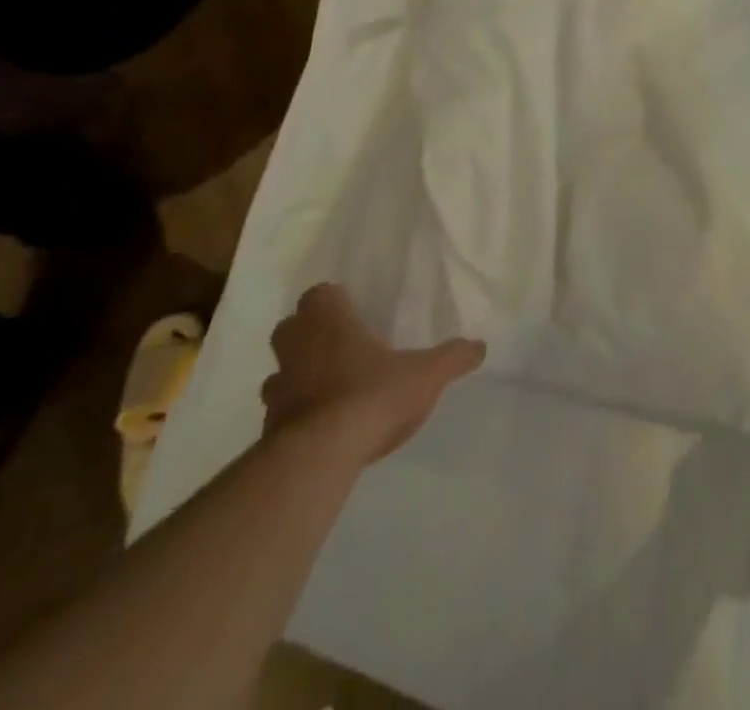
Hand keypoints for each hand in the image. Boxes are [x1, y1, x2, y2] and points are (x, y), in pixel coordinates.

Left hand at [262, 285, 485, 462]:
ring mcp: (277, 386)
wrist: (320, 456)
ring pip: (281, 369)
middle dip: (312, 334)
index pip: (321, 293)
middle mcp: (296, 344)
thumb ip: (454, 357)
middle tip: (343, 346)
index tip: (355, 314)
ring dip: (299, 375)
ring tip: (331, 388)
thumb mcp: (427, 373)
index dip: (336, 302)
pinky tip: (322, 427)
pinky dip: (296, 414)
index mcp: (329, 319)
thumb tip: (481, 346)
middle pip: (293, 327)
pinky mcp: (268, 426)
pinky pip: (281, 410)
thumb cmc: (372, 394)